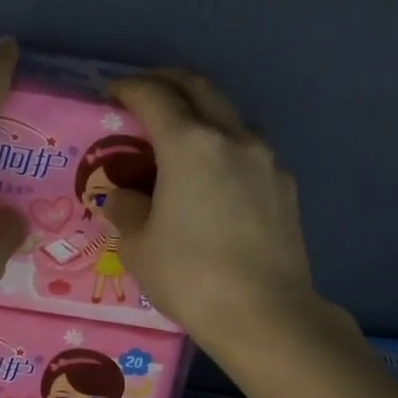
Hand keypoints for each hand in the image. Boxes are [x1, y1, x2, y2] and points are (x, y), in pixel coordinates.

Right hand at [103, 70, 324, 352]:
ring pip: (229, 117)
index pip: (154, 96)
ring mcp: (266, 161)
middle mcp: (233, 138)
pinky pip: (249, 152)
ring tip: (181, 137)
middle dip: (169, 82)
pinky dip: (225, 148)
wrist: (266, 314)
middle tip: (146, 94)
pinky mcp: (286, 186)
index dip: (128, 88)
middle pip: (200, 89)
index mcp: (190, 144)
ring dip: (202, 113)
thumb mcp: (139, 247)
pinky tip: (215, 178)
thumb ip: (126, 210)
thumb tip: (124, 197)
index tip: (112, 93)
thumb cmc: (191, 277)